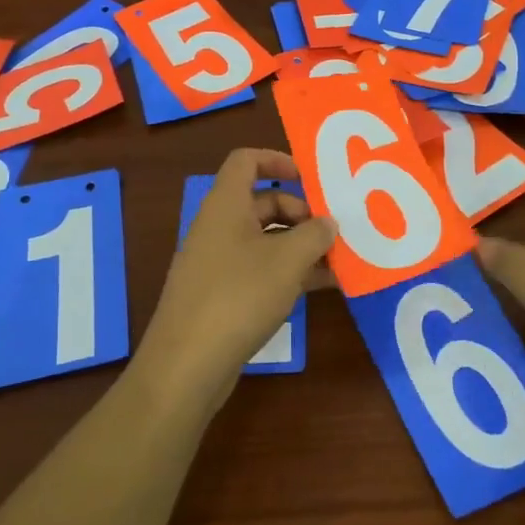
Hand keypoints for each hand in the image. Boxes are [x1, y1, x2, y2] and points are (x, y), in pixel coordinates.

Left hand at [136, 148, 335, 401]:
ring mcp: (218, 262)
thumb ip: (314, 235)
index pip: (246, 160)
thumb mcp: (287, 261)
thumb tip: (328, 223)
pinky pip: (260, 269)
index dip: (277, 160)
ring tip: (338, 261)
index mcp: (226, 205)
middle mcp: (219, 226)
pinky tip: (321, 287)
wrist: (186, 365)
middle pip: (262, 202)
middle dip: (300, 212)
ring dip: (300, 245)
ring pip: (265, 239)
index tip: (310, 178)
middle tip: (332, 232)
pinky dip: (288, 272)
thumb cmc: (238, 296)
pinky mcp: (221, 295)